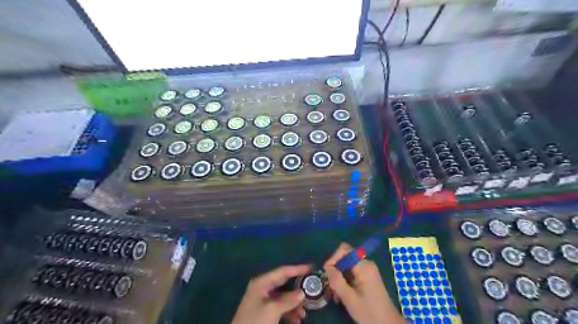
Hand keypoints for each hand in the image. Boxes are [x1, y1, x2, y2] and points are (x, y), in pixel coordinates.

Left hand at [232, 265, 310, 323]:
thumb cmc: (255, 322)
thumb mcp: (272, 311)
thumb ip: (288, 300)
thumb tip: (302, 292)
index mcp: (262, 283)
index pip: (283, 271)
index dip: (298, 269)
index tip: (312, 267)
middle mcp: (262, 288)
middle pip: (284, 284)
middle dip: (297, 290)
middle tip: (312, 290)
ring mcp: (262, 300)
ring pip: (283, 298)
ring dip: (294, 305)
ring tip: (304, 314)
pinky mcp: (263, 312)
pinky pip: (279, 308)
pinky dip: (288, 313)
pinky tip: (296, 321)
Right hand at [323, 241, 402, 323]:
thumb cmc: (370, 313)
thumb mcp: (350, 299)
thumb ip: (337, 281)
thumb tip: (327, 268)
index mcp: (364, 266)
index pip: (344, 250)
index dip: (333, 258)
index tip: (327, 273)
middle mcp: (366, 264)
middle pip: (345, 259)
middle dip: (335, 271)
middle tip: (330, 288)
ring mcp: (368, 270)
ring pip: (347, 267)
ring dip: (339, 279)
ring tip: (335, 295)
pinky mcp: (368, 277)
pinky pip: (352, 273)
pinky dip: (345, 282)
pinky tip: (341, 296)